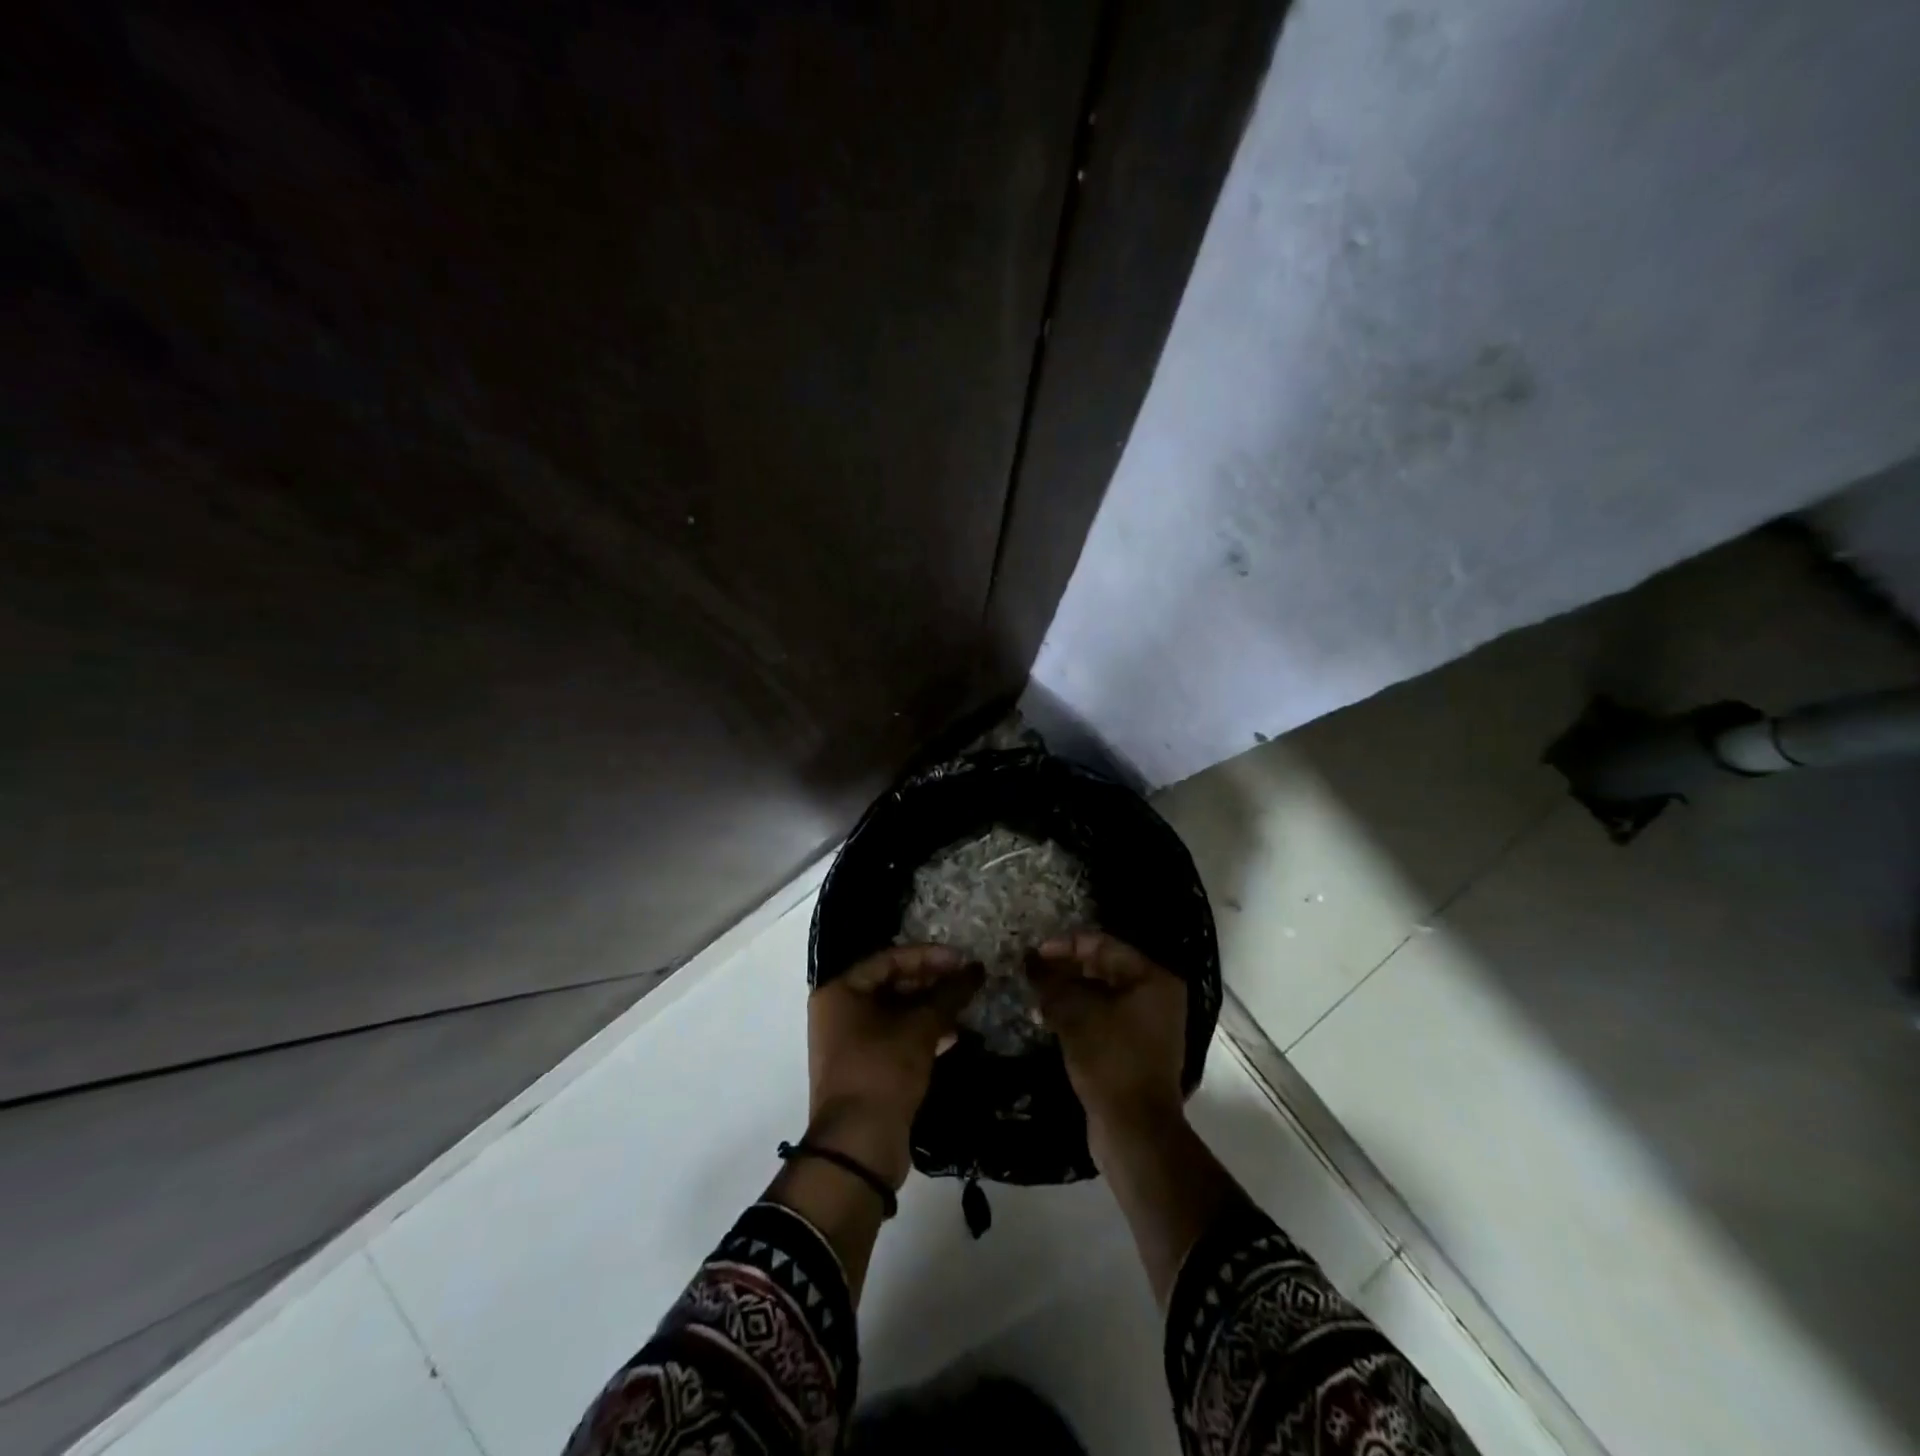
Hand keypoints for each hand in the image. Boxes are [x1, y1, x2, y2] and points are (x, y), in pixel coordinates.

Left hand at [806, 944, 982, 1187]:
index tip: (962, 959)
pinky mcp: (862, 1067)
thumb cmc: (883, 1072)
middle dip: (931, 981)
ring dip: (930, 1007)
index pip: (889, 959)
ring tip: (965, 1005)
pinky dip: (921, 1032)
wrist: (858, 1146)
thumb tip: (975, 970)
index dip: (928, 956)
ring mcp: (848, 1041)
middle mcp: (838, 1011)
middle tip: (966, 981)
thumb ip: (948, 995)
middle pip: (891, 984)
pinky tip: (953, 1034)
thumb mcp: (919, 1029)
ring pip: (895, 1012)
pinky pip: (894, 1036)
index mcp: (840, 991)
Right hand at [1029, 932, 1187, 1153]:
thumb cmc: (1110, 1060)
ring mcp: (1147, 1023)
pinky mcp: (1134, 1047)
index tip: (1033, 952)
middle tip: (1030, 971)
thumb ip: (1051, 983)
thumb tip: (1029, 961)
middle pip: (1103, 967)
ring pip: (1100, 994)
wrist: (1134, 1130)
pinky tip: (1046, 1016)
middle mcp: (1155, 995)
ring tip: (1034, 993)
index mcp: (1152, 978)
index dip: (1065, 945)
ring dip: (1067, 991)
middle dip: (1064, 968)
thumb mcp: (1075, 1015)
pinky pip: (1102, 1016)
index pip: (1104, 945)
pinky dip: (1077, 1013)